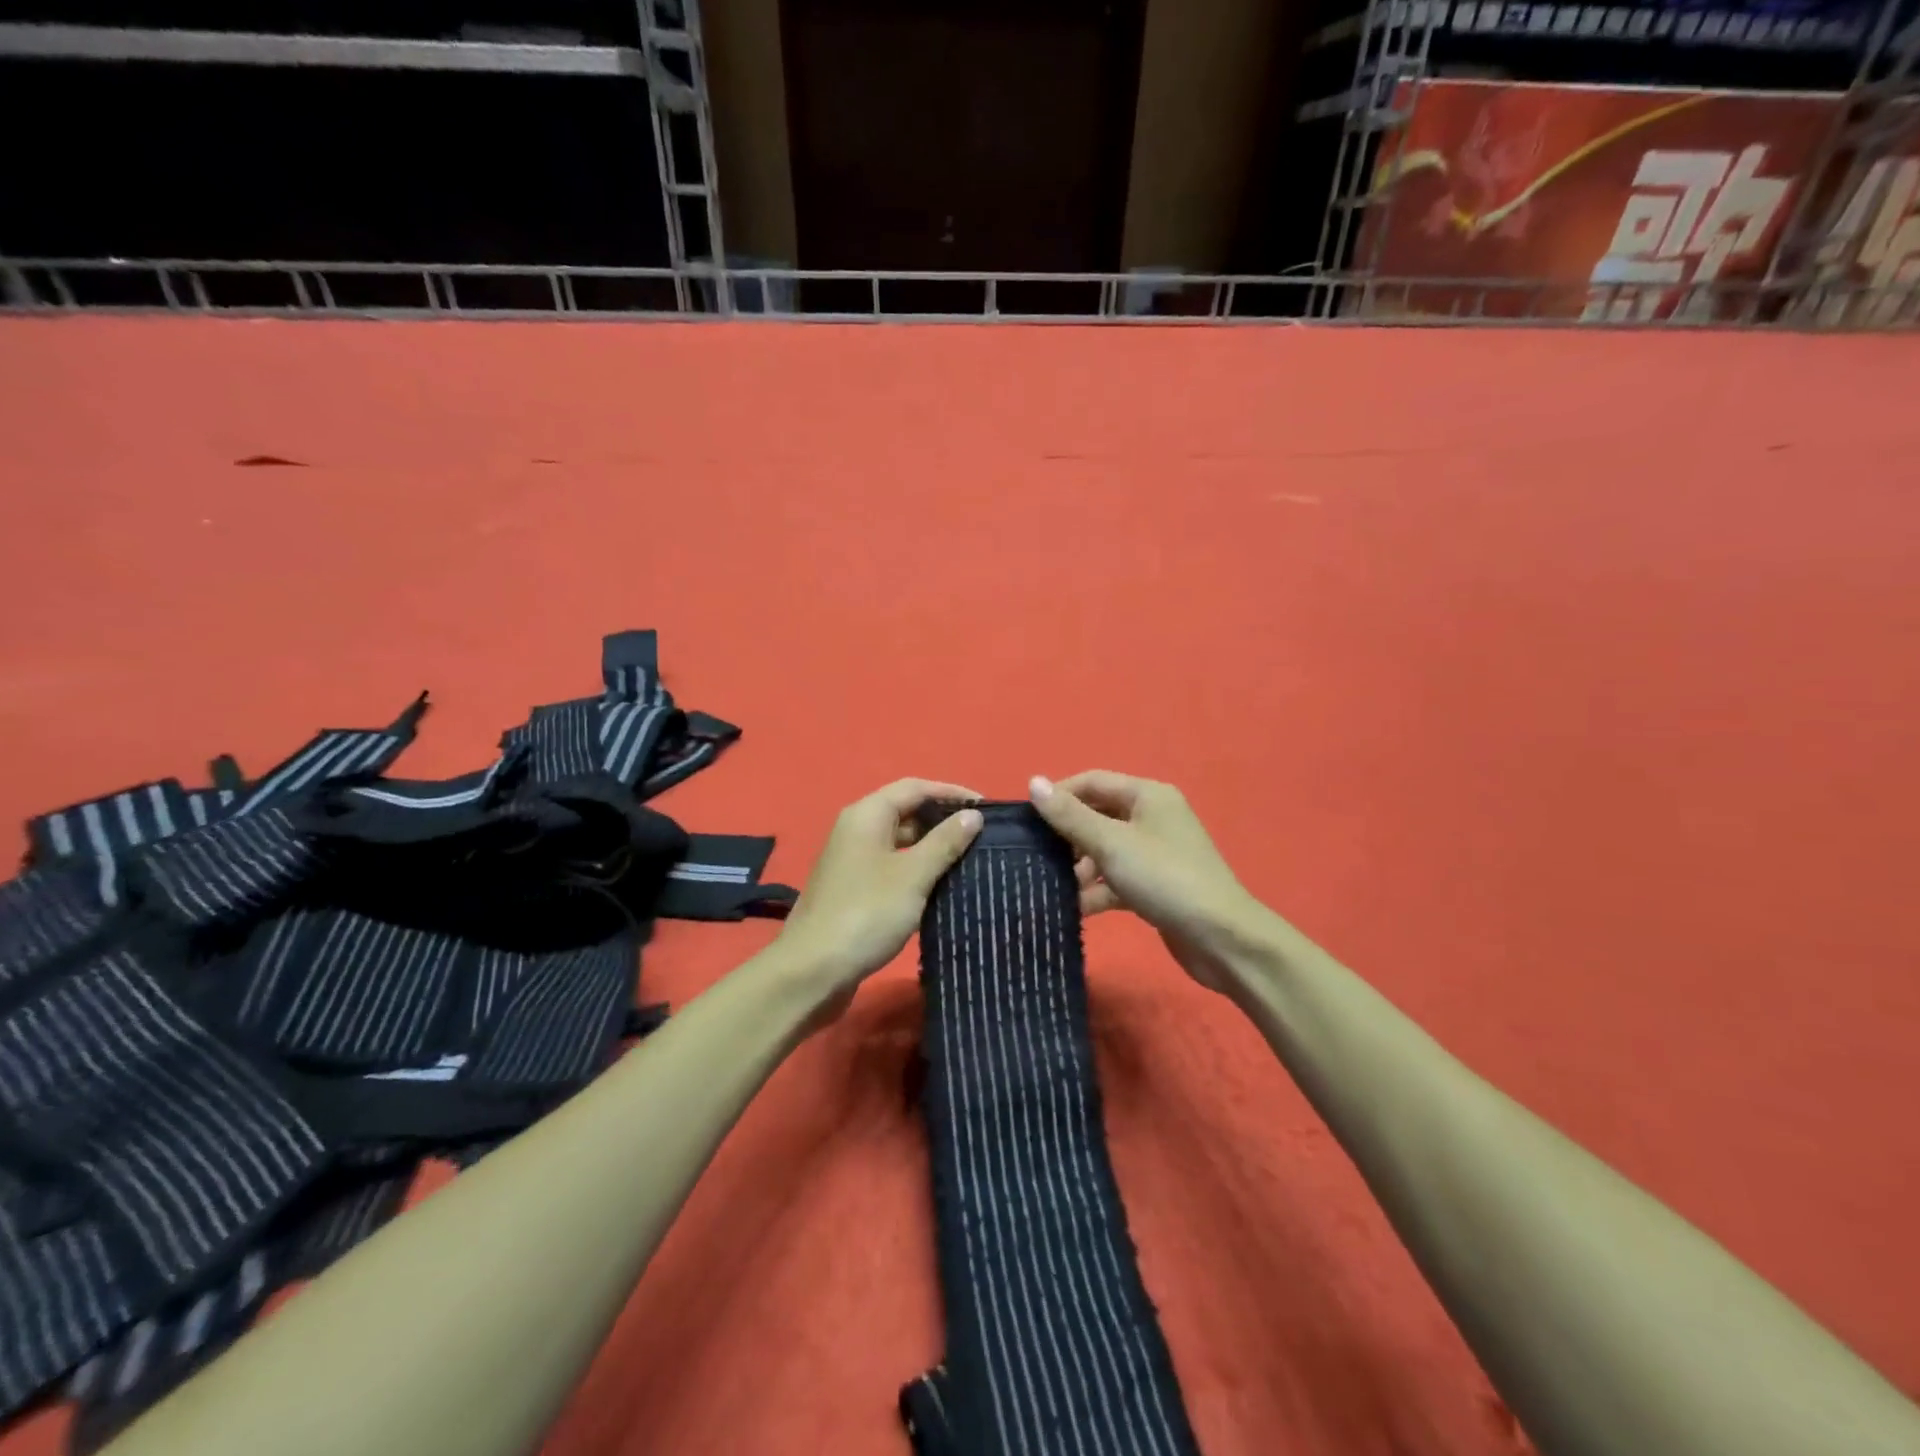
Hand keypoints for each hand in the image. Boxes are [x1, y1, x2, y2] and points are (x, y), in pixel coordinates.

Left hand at [775, 779, 983, 1021]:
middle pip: (906, 811)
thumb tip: (974, 814)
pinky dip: (917, 869)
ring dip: (932, 847)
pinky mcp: (854, 888)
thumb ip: (945, 842)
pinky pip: (892, 865)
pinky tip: (942, 885)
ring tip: (971, 859)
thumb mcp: (913, 875)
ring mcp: (853, 860)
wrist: (813, 970)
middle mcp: (856, 829)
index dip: (952, 792)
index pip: (915, 788)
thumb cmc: (866, 913)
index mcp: (867, 814)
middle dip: (944, 820)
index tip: (987, 808)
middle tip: (983, 836)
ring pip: (900, 841)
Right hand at [1028, 771, 1267, 995]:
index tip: (1026, 822)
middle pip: (1097, 816)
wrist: (1222, 939)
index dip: (1058, 797)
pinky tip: (1074, 909)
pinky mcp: (1155, 885)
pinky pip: (1116, 879)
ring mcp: (1155, 853)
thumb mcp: (1111, 844)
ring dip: (1078, 867)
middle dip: (1066, 836)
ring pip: (1104, 851)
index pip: (1092, 782)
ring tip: (1050, 886)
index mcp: (1147, 795)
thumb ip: (1070, 816)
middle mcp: (1152, 817)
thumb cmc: (1164, 878)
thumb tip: (1034, 782)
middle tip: (1035, 857)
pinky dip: (1096, 891)